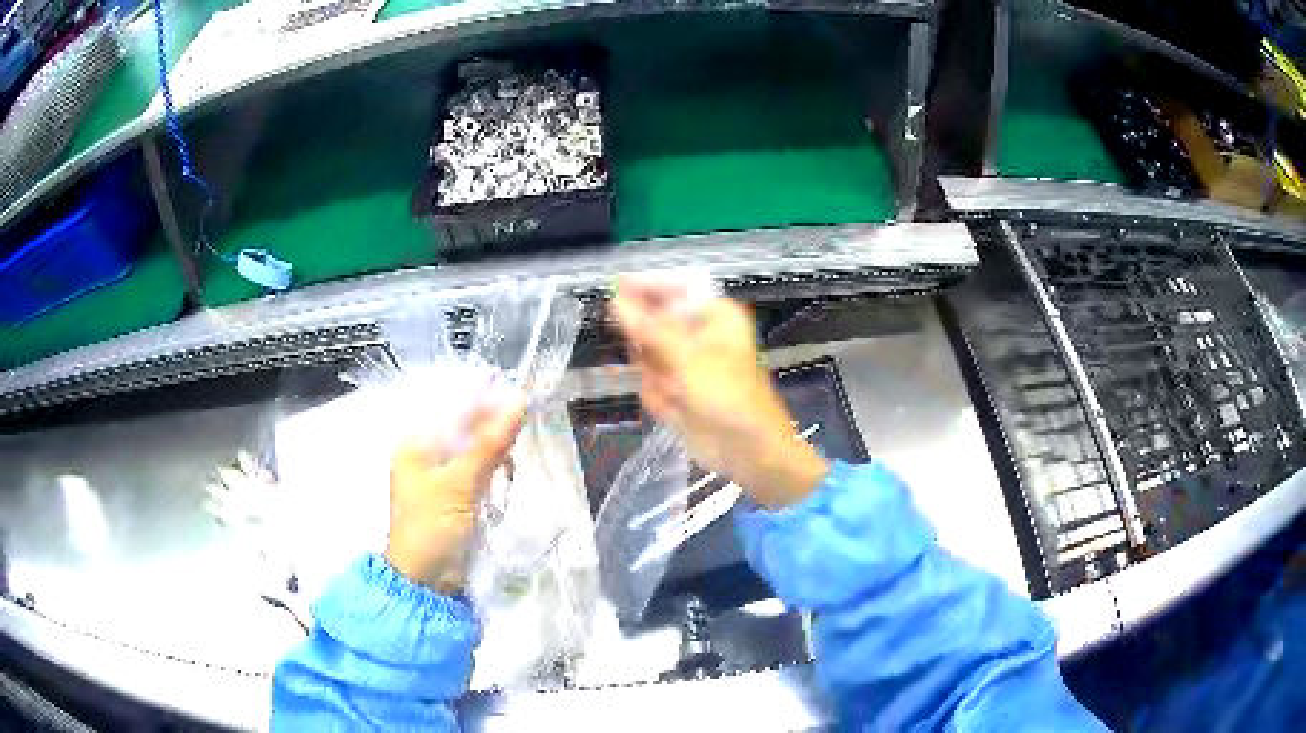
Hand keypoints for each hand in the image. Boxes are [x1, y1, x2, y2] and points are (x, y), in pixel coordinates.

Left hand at [385, 394, 524, 591]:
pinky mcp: (456, 499)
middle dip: (492, 431)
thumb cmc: (431, 527)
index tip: (518, 400)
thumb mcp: (460, 484)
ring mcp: (440, 479)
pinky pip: (479, 473)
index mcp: (414, 445)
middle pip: (464, 430)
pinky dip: (494, 473)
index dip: (484, 403)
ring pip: (475, 452)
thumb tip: (518, 401)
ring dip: (496, 454)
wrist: (426, 583)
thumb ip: (489, 443)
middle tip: (520, 435)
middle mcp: (425, 456)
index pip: (452, 410)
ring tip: (511, 465)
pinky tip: (507, 477)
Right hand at [612, 276, 827, 508]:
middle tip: (662, 365)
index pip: (673, 287)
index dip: (645, 287)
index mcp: (714, 314)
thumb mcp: (685, 356)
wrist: (745, 449)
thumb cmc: (726, 394)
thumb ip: (647, 327)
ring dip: (655, 378)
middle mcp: (700, 333)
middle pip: (653, 324)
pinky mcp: (678, 390)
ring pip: (646, 357)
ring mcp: (687, 363)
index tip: (614, 289)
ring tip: (676, 393)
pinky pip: (651, 384)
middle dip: (650, 348)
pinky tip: (676, 410)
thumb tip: (615, 299)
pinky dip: (659, 398)